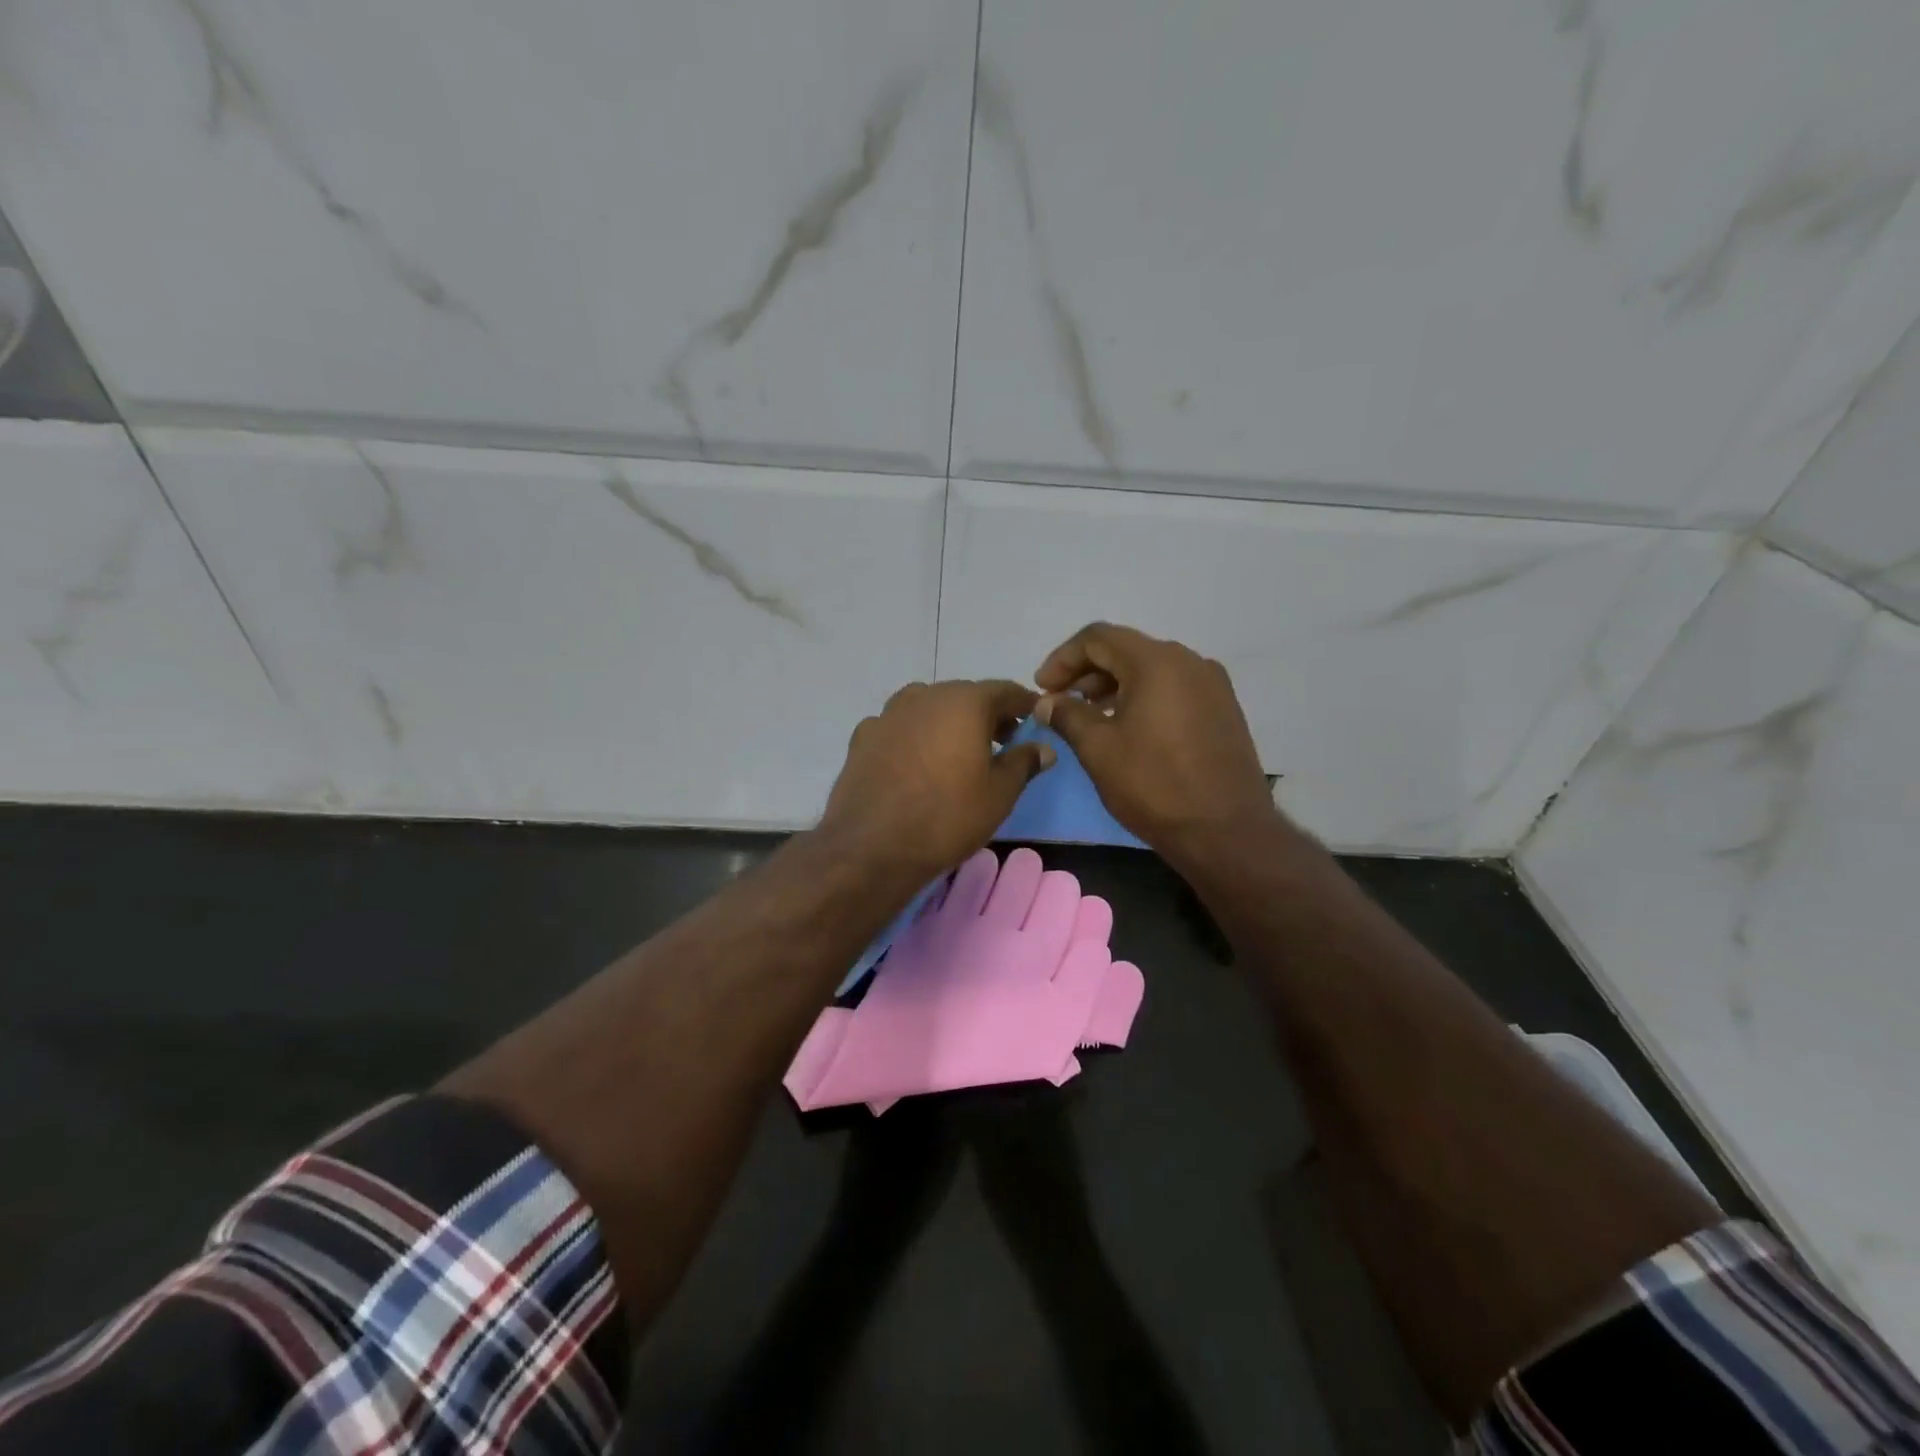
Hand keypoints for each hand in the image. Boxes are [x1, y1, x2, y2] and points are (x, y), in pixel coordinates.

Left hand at [819, 680, 1055, 879]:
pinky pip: (900, 728)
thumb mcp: (999, 794)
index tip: (1036, 721)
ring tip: (958, 754)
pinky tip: (916, 765)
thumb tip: (1043, 748)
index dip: (1024, 705)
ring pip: (929, 708)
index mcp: (964, 702)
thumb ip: (1023, 763)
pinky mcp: (863, 737)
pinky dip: (915, 738)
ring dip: (949, 723)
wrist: (871, 846)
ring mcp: (889, 714)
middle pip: (965, 696)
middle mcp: (925, 696)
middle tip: (1003, 743)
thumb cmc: (946, 817)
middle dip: (987, 715)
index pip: (1005, 691)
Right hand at [1034, 623, 1277, 859]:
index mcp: (1157, 662)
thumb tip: (1046, 702)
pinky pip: (1172, 688)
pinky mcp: (1222, 710)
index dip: (1062, 659)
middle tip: (1058, 702)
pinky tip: (1125, 727)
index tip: (1041, 688)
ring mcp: (1212, 685)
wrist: (1226, 831)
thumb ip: (1067, 715)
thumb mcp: (1098, 749)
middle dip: (1086, 672)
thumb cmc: (1154, 785)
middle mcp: (1189, 661)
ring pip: (1150, 669)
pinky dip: (1141, 697)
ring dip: (1112, 685)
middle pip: (1125, 650)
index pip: (1098, 638)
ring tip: (1087, 716)